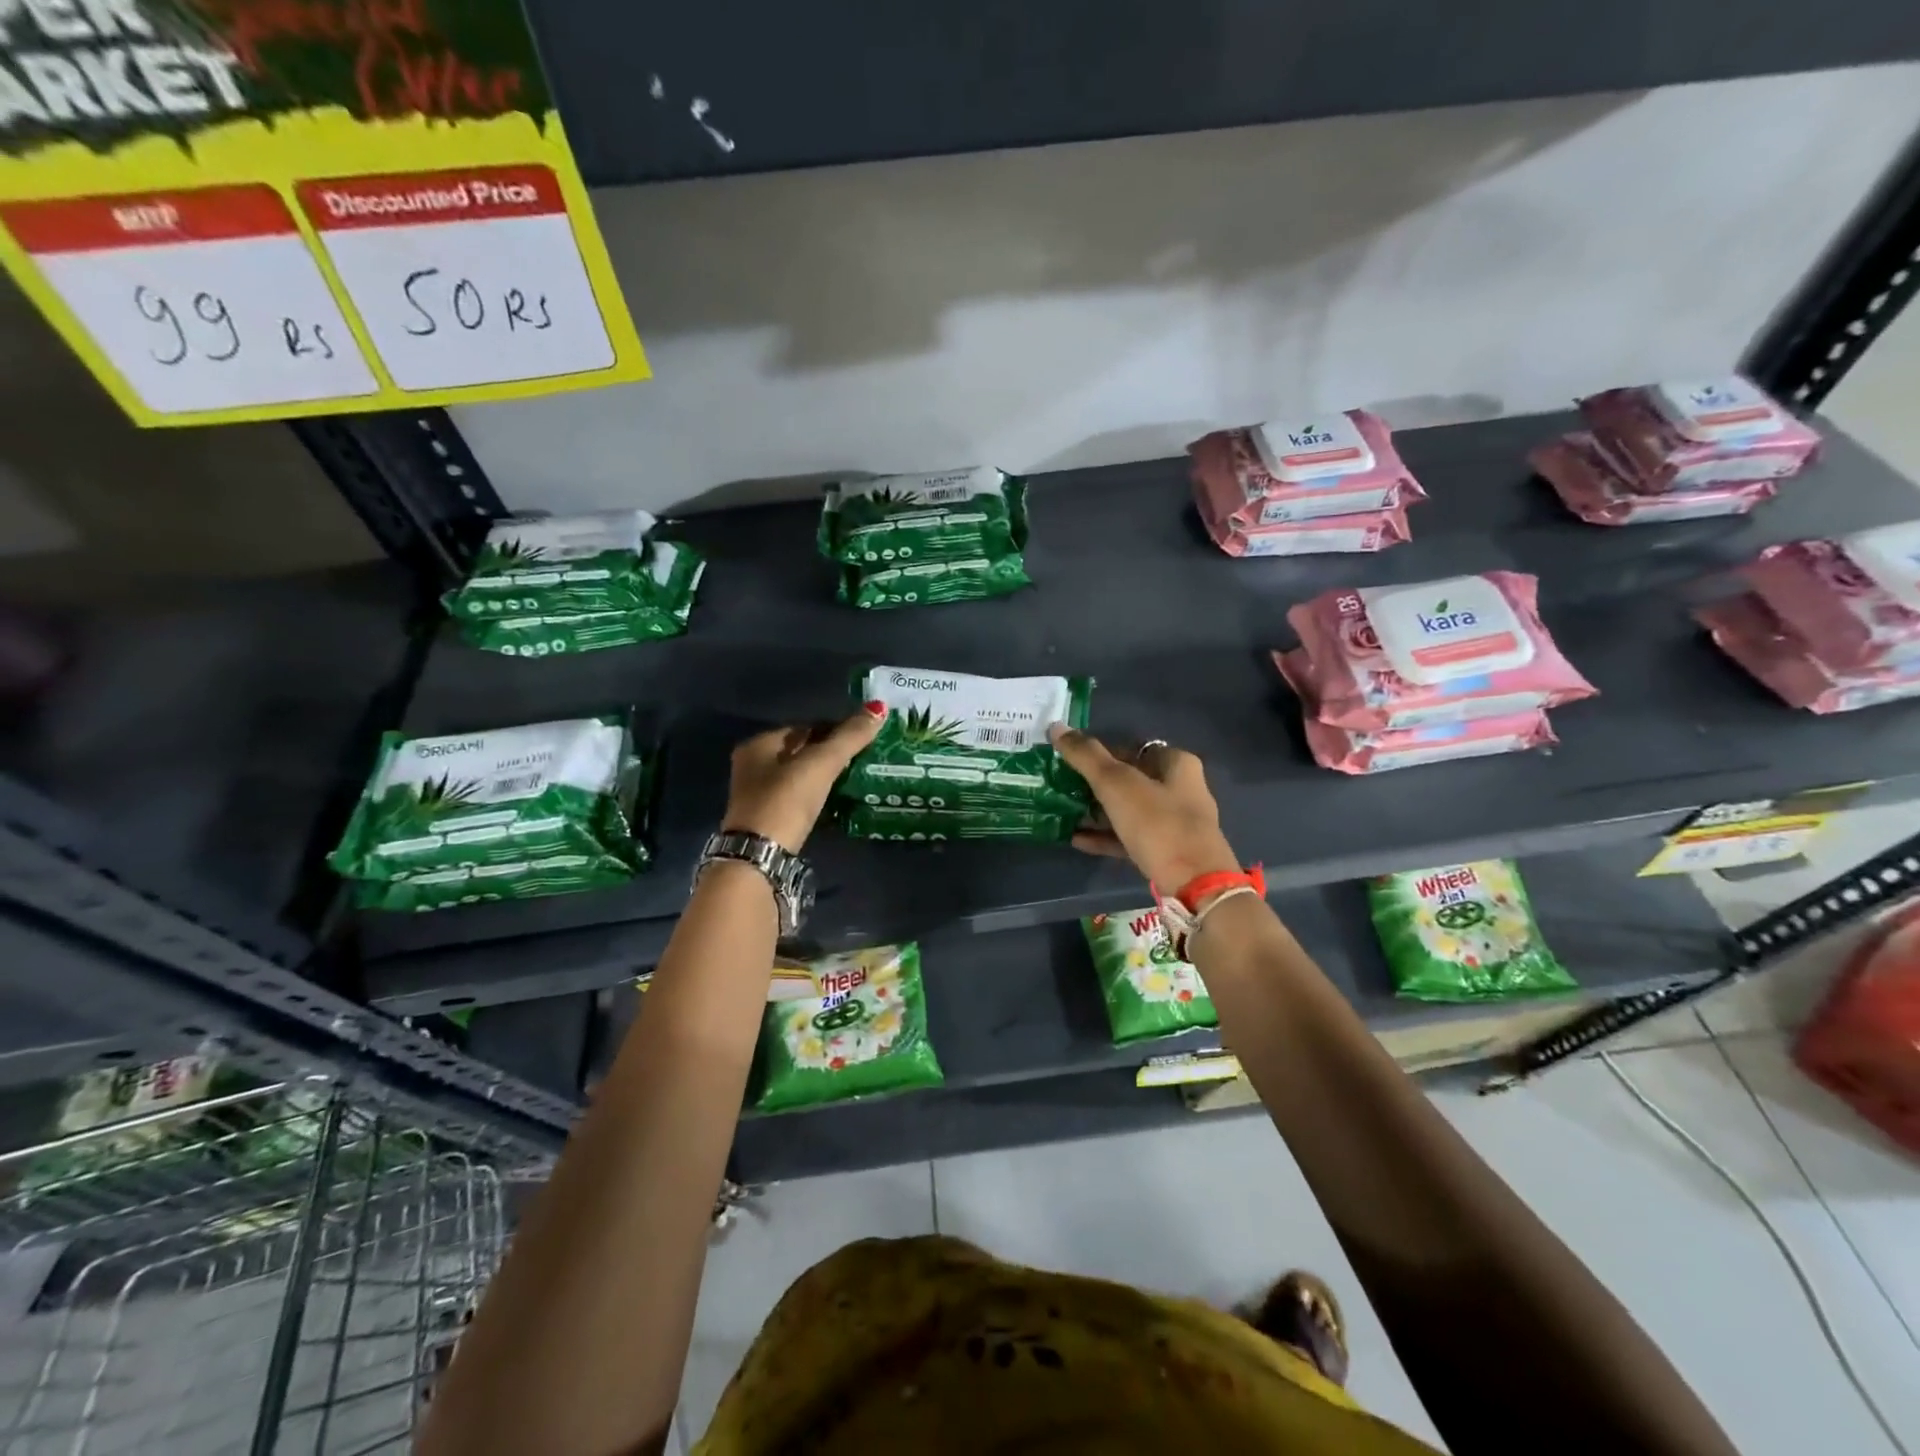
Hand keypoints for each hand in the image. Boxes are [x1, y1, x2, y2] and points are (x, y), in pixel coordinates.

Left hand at [721, 707, 884, 852]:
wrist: (760, 855)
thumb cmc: (786, 800)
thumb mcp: (821, 764)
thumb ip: (850, 737)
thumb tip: (879, 707)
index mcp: (759, 744)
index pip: (804, 727)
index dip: (833, 729)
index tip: (861, 738)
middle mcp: (752, 765)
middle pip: (799, 750)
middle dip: (828, 753)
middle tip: (862, 758)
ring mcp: (757, 794)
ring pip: (798, 775)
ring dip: (822, 776)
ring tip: (853, 778)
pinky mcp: (766, 818)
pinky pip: (797, 797)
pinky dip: (815, 795)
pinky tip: (834, 801)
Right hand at [1049, 725, 1240, 889]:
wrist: (1195, 885)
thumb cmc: (1158, 824)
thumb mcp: (1117, 785)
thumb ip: (1086, 756)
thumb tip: (1056, 726)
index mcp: (1176, 764)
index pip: (1131, 748)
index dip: (1099, 753)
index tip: (1069, 762)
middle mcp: (1180, 789)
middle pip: (1129, 780)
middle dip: (1094, 784)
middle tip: (1062, 787)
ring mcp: (1174, 823)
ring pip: (1128, 810)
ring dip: (1097, 811)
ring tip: (1063, 813)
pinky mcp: (1166, 852)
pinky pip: (1129, 838)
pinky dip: (1105, 836)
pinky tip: (1076, 839)